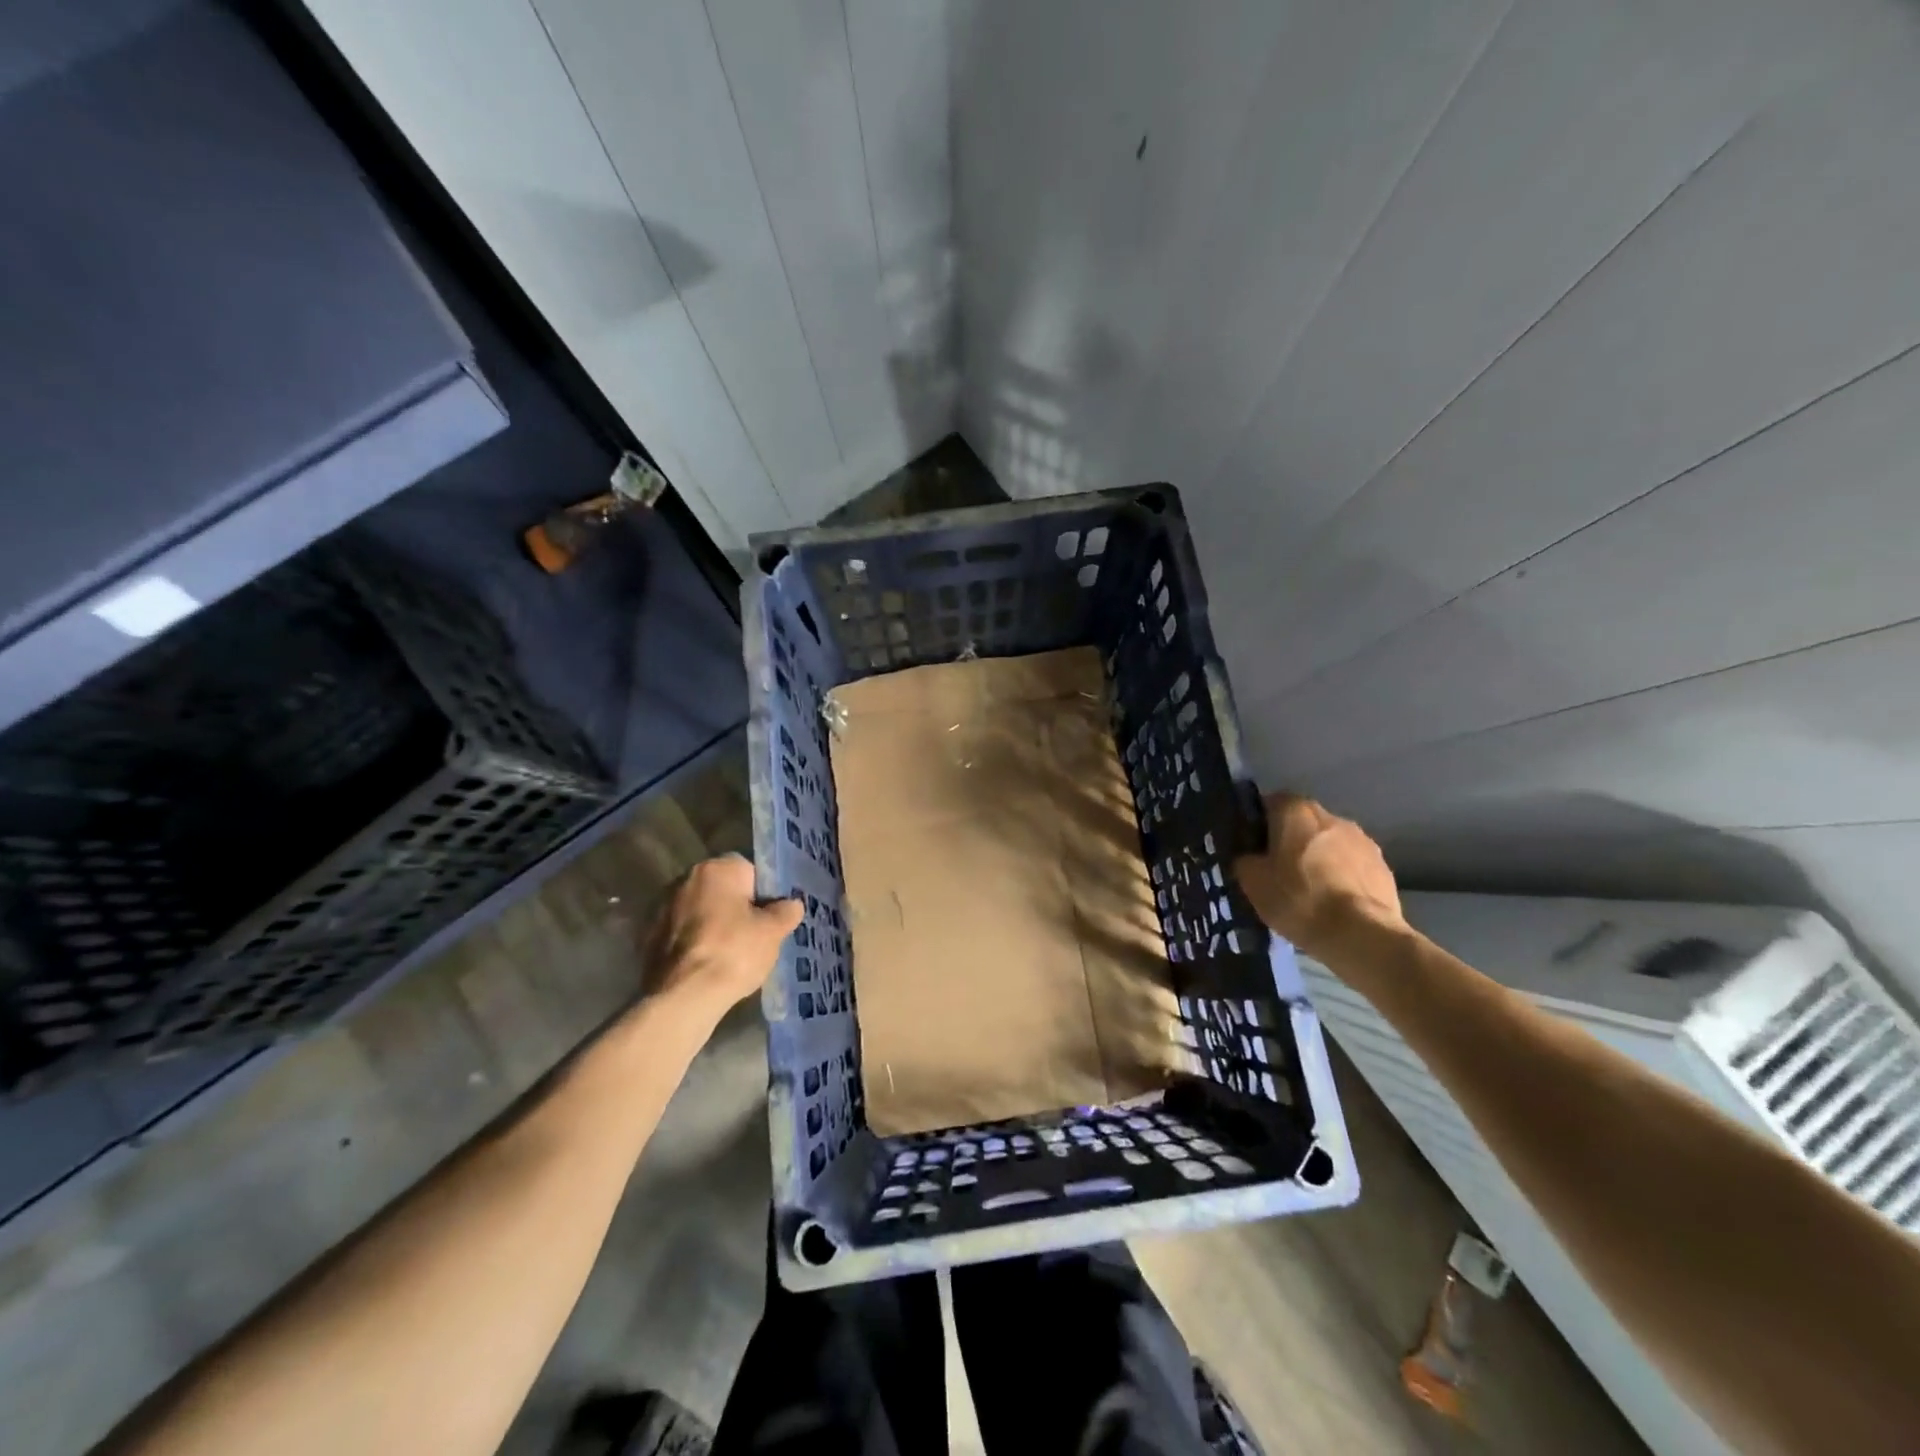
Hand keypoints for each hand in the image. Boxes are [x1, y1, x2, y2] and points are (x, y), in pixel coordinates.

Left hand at [644, 855, 802, 1015]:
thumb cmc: (734, 952)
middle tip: (754, 936)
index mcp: (716, 869)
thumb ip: (786, 911)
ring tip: (730, 955)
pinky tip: (706, 966)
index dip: (764, 893)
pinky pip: (682, 933)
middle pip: (722, 889)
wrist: (683, 996)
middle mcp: (685, 879)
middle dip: (737, 907)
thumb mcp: (773, 932)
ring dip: (713, 925)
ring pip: (700, 911)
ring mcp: (661, 907)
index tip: (770, 917)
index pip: (749, 870)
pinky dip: (694, 944)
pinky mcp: (648, 936)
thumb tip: (791, 904)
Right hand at [1233, 794, 1403, 959]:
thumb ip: (1245, 860)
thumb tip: (1249, 858)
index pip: (1269, 803)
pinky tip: (1334, 902)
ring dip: (1318, 857)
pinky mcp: (1383, 866)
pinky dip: (1341, 876)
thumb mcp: (1252, 882)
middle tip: (1278, 870)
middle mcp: (1331, 816)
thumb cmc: (1299, 899)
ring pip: (1329, 843)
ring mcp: (1362, 840)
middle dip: (1290, 840)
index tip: (1252, 848)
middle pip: (1302, 822)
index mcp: (1295, 811)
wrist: (1362, 935)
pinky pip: (1352, 864)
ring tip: (1309, 890)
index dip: (1258, 824)